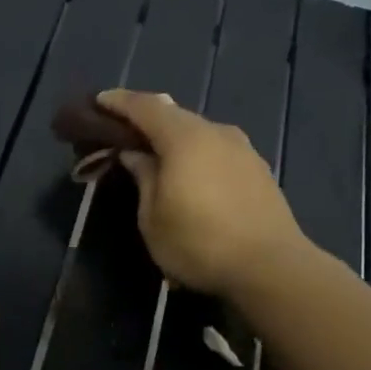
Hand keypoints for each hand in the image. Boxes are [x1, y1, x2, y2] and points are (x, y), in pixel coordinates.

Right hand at [96, 89, 303, 296]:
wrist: (271, 268)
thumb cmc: (199, 244)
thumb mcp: (153, 218)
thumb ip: (143, 178)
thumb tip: (135, 154)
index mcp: (185, 138)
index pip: (145, 107)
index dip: (119, 103)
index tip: (99, 101)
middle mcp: (217, 133)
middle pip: (174, 116)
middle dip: (146, 121)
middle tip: (123, 133)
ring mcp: (243, 150)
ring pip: (199, 134)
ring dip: (174, 141)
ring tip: (156, 158)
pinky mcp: (258, 170)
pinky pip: (217, 151)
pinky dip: (196, 156)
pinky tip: (190, 176)